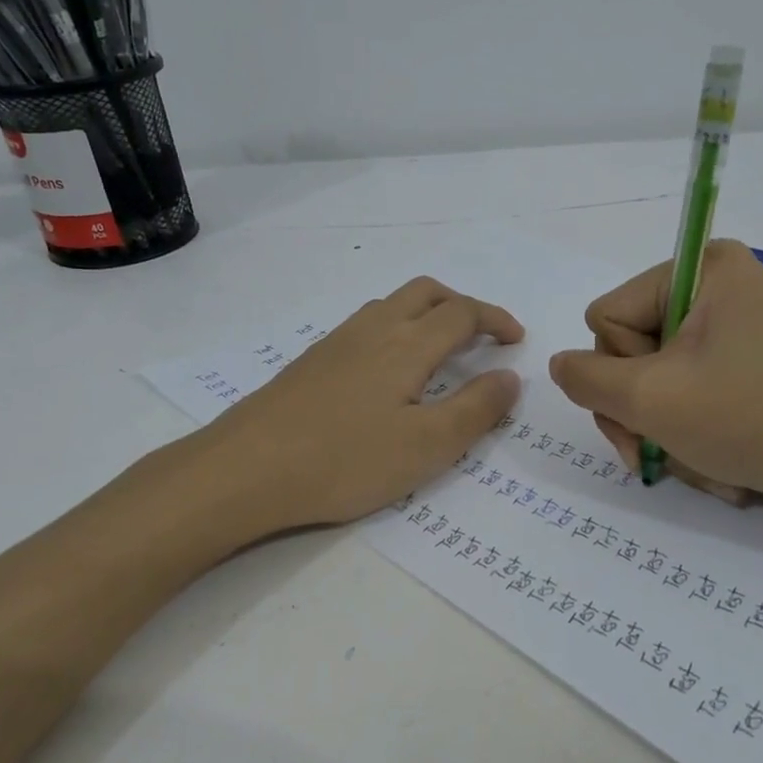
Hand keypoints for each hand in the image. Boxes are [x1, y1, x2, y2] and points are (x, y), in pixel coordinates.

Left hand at [185, 276, 522, 533]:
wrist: (246, 469)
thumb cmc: (345, 460)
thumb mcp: (427, 446)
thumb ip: (475, 410)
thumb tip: (510, 377)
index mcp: (407, 345)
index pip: (462, 313)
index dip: (495, 320)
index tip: (516, 341)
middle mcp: (372, 330)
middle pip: (425, 292)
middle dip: (461, 305)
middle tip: (482, 337)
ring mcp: (336, 343)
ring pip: (390, 305)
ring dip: (425, 314)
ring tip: (439, 352)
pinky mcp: (311, 362)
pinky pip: (364, 326)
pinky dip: (394, 331)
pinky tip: (386, 373)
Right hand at [547, 239, 762, 523]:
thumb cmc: (745, 419)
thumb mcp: (648, 398)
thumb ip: (585, 378)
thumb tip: (561, 366)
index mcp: (701, 268)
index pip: (607, 318)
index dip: (619, 371)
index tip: (655, 404)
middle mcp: (716, 287)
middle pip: (628, 351)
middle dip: (635, 410)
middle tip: (651, 452)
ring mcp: (732, 330)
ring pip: (653, 381)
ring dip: (660, 430)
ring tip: (691, 461)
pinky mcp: (744, 366)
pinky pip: (687, 394)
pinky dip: (688, 432)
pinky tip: (711, 460)